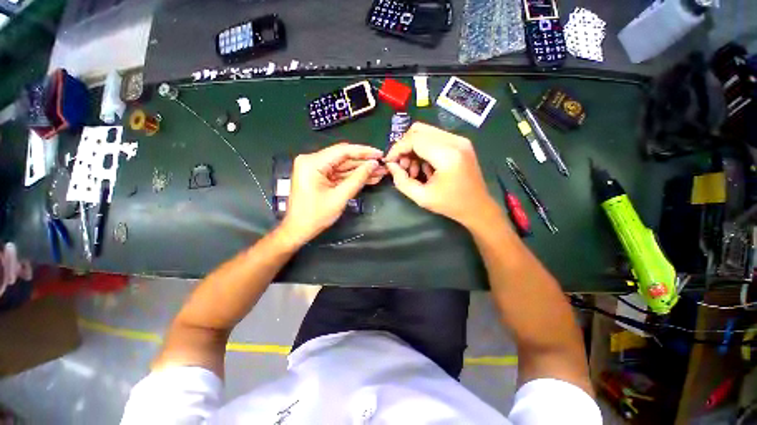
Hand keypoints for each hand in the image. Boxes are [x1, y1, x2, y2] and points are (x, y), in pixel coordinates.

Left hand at [279, 143, 384, 244]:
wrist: (298, 230)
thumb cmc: (316, 216)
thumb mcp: (339, 197)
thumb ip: (357, 179)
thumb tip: (373, 164)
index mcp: (312, 163)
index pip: (343, 151)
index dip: (364, 152)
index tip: (380, 154)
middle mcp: (312, 161)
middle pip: (343, 158)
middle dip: (364, 163)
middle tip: (383, 165)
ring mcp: (315, 168)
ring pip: (343, 166)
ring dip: (361, 170)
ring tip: (380, 172)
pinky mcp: (319, 176)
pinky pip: (339, 174)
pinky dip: (352, 177)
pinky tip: (369, 178)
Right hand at [385, 122, 496, 226]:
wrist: (477, 207)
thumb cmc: (450, 205)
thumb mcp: (421, 197)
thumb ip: (401, 181)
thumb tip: (391, 165)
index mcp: (447, 155)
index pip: (414, 139)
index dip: (397, 148)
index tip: (389, 161)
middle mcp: (455, 141)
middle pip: (419, 130)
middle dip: (404, 147)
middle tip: (402, 166)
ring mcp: (460, 140)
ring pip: (426, 132)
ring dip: (414, 149)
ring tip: (413, 170)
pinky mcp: (461, 143)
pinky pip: (435, 138)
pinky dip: (424, 150)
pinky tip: (425, 167)